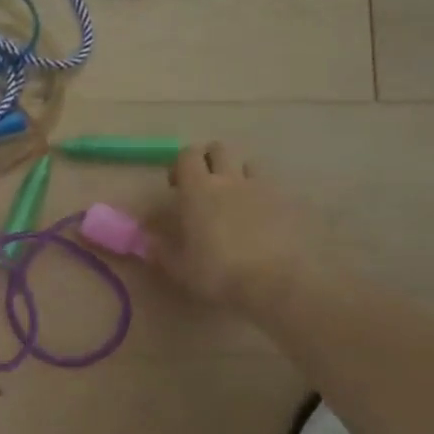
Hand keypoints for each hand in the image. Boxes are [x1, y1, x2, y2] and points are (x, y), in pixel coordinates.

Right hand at [148, 142, 318, 309]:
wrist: (273, 283)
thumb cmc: (217, 272)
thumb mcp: (179, 267)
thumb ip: (161, 249)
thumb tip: (148, 240)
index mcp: (198, 189)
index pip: (187, 155)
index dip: (180, 165)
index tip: (176, 186)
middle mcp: (229, 179)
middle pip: (219, 149)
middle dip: (209, 161)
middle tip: (203, 186)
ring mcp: (260, 188)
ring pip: (247, 164)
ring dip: (237, 174)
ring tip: (233, 199)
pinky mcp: (285, 203)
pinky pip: (269, 187)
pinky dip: (260, 194)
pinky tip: (258, 218)